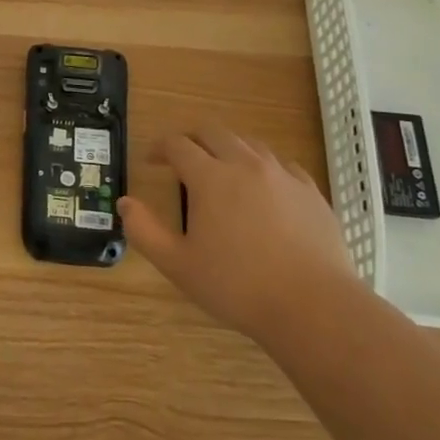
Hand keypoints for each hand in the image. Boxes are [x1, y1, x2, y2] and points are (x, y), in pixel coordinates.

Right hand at [118, 123, 357, 339]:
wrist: (314, 307)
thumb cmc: (238, 286)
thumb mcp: (178, 265)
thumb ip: (144, 231)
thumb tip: (125, 203)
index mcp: (209, 177)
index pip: (177, 144)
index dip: (159, 148)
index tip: (151, 161)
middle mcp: (245, 165)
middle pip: (213, 132)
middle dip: (192, 139)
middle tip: (181, 159)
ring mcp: (282, 175)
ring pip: (249, 143)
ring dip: (227, 149)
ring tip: (221, 170)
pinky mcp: (310, 192)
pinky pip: (282, 165)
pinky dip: (264, 168)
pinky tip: (264, 189)